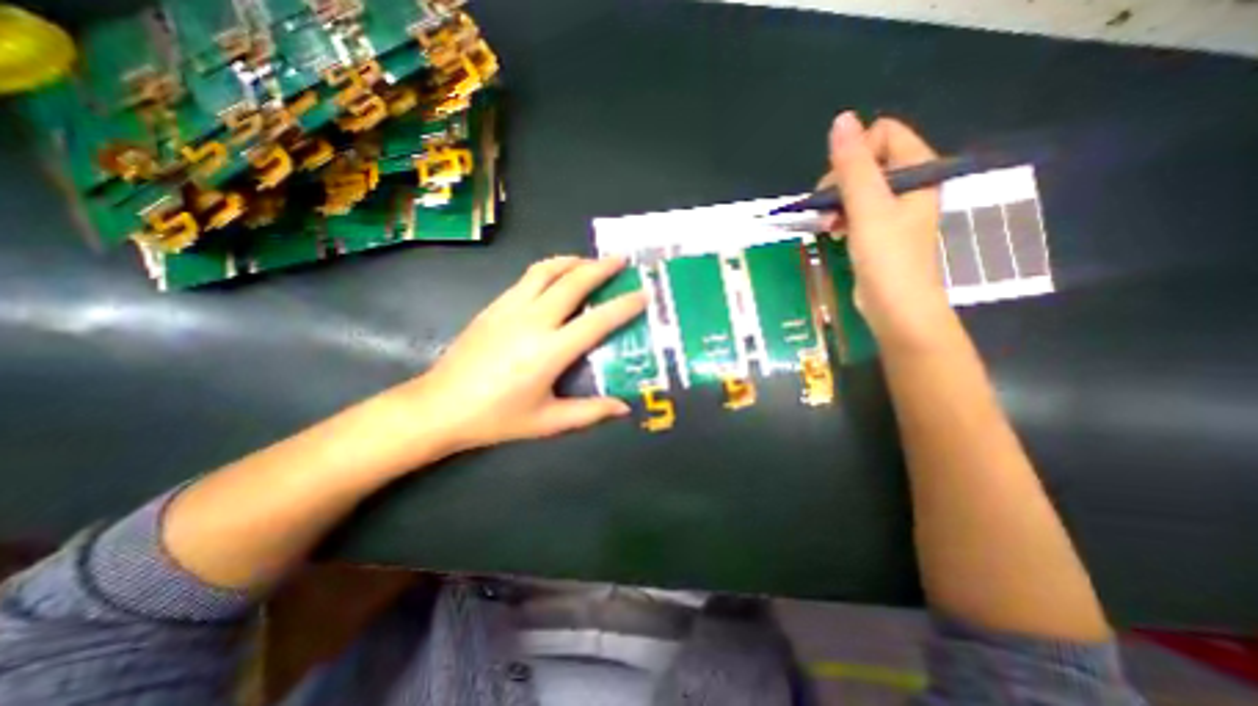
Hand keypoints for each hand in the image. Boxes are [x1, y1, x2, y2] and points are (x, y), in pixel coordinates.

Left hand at [391, 257, 646, 455]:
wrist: (439, 406)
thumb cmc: (496, 418)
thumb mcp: (548, 422)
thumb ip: (590, 412)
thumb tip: (624, 408)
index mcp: (550, 351)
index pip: (597, 321)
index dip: (624, 306)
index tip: (643, 293)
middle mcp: (533, 321)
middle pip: (573, 282)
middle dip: (601, 267)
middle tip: (621, 259)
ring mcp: (510, 308)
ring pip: (547, 270)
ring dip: (573, 261)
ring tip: (590, 261)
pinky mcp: (494, 306)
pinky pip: (527, 278)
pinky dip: (549, 269)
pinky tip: (556, 277)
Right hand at [817, 110, 954, 347]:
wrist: (896, 309)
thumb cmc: (887, 258)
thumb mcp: (867, 208)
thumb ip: (853, 165)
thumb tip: (841, 119)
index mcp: (918, 171)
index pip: (885, 134)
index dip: (855, 154)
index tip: (839, 184)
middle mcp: (909, 185)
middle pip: (867, 161)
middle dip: (840, 183)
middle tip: (828, 210)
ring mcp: (894, 210)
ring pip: (857, 188)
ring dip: (836, 203)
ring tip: (827, 226)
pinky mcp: (880, 231)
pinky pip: (856, 210)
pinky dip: (841, 218)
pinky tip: (832, 232)